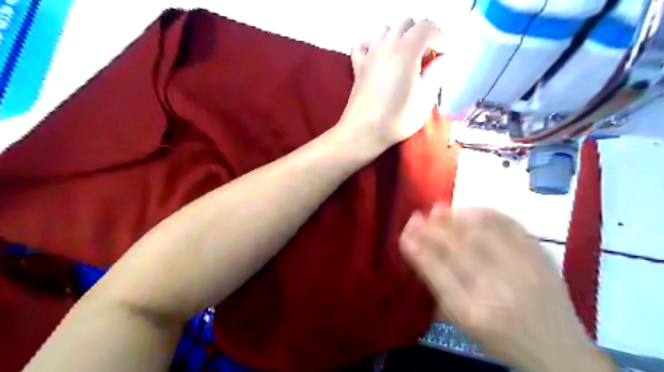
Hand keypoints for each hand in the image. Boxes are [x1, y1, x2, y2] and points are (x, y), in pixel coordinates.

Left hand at [337, 17, 445, 153]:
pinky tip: (380, 59)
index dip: (440, 38)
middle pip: (406, 23)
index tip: (443, 56)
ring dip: (399, 37)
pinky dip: (374, 46)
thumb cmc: (397, 120)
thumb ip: (436, 74)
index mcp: (406, 51)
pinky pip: (364, 44)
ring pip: (385, 30)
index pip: (427, 27)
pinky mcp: (357, 66)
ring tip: (405, 57)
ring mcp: (369, 54)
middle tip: (426, 57)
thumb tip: (439, 60)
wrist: (363, 132)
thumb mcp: (425, 100)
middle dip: (421, 34)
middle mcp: (386, 45)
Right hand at [398, 206, 611, 370]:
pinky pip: (509, 224)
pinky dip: (484, 213)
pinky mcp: (541, 256)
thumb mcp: (462, 323)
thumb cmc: (500, 339)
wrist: (558, 349)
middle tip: (416, 217)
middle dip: (430, 228)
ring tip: (437, 210)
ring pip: (481, 231)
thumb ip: (438, 289)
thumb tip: (416, 252)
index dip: (417, 248)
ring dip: (454, 216)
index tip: (404, 233)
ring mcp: (524, 269)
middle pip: (456, 247)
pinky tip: (468, 210)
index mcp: (474, 313)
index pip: (436, 272)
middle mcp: (498, 289)